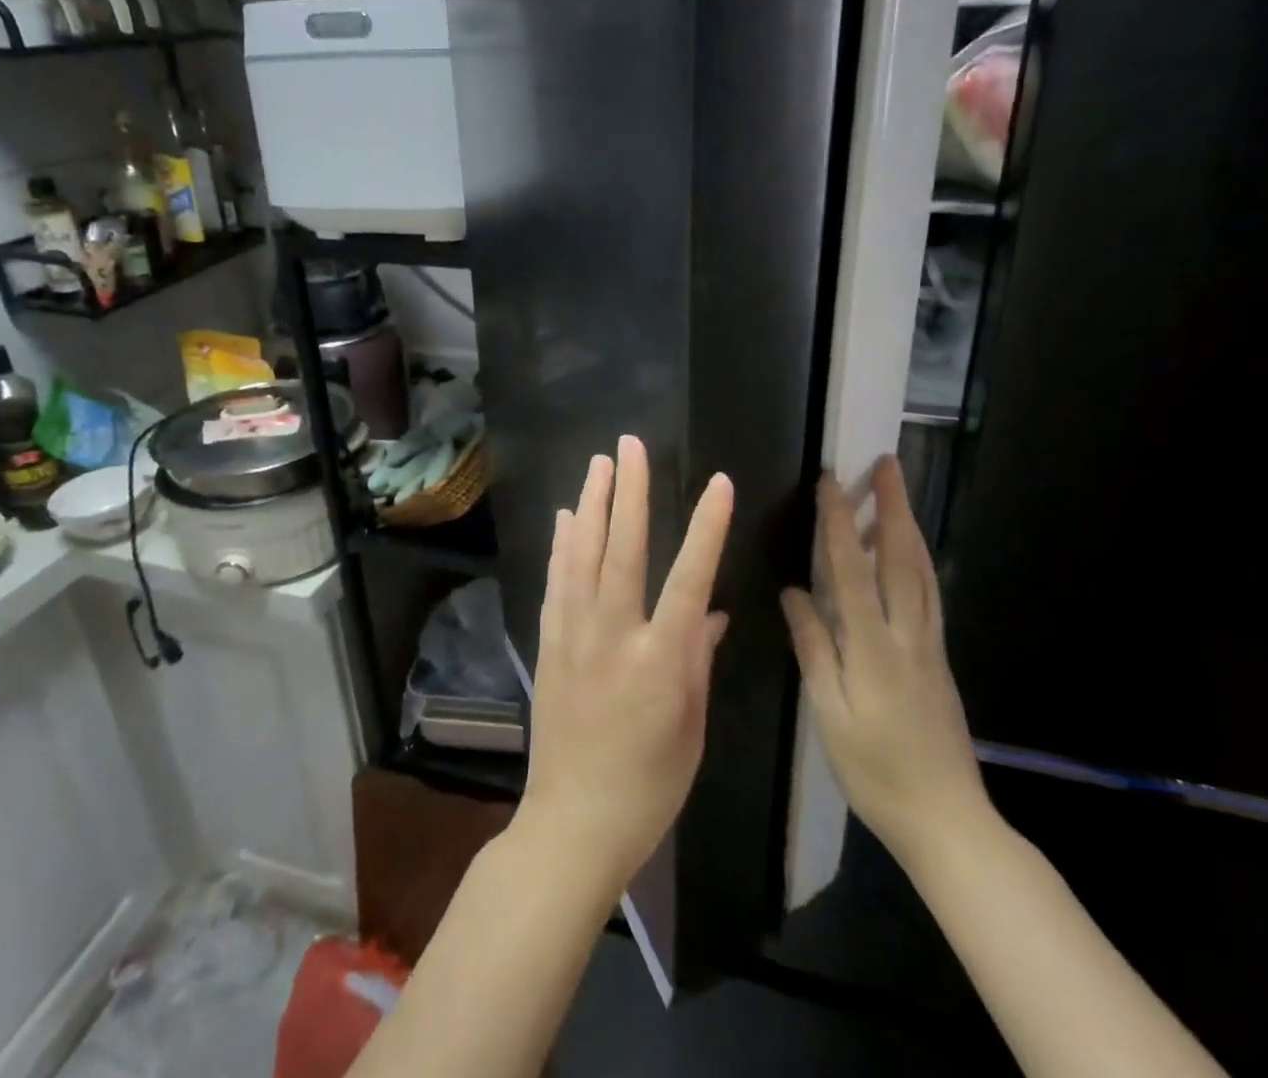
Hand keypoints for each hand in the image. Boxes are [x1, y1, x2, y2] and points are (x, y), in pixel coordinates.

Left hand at [518, 436, 733, 898]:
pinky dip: (561, 545)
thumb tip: (711, 610)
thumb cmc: (650, 785)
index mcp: (660, 659)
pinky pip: (555, 583)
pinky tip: (565, 518)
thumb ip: (698, 660)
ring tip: (598, 463)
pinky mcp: (549, 644)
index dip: (706, 526)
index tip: (718, 482)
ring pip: (581, 555)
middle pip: (622, 549)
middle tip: (631, 445)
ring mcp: (574, 636)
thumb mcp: (691, 727)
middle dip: (629, 491)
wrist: (574, 823)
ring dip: (590, 504)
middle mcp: (613, 635)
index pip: (690, 577)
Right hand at [781, 457, 993, 870]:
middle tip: (887, 464)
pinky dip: (920, 559)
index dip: (840, 523)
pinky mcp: (938, 657)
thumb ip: (814, 648)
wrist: (948, 820)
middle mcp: (908, 634)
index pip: (853, 570)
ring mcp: (929, 644)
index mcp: (874, 647)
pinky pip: (929, 593)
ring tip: (898, 492)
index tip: (831, 483)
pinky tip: (913, 551)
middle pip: (900, 558)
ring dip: (908, 526)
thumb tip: (794, 593)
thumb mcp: (831, 715)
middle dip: (891, 506)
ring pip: (922, 572)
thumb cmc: (876, 771)